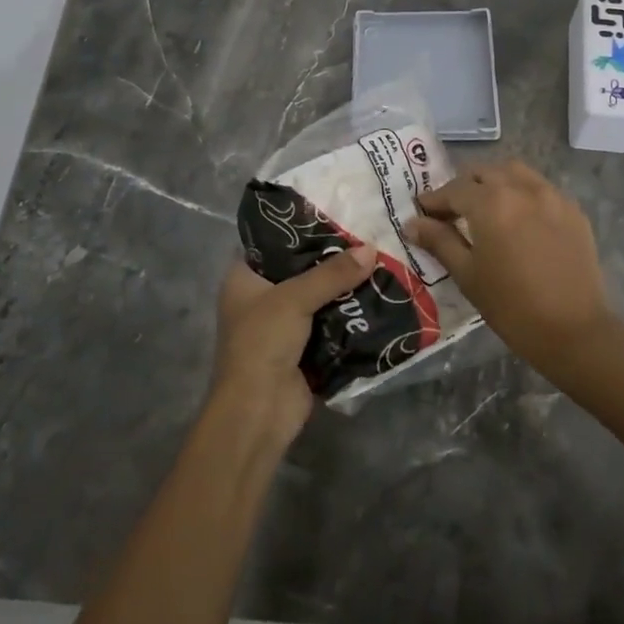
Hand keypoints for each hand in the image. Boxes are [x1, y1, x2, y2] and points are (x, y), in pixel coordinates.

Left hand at [211, 244, 377, 443]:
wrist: (258, 413)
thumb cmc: (262, 344)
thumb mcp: (294, 299)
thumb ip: (332, 273)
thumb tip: (372, 249)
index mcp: (244, 278)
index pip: (272, 241)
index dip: (300, 226)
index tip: (334, 211)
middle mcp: (261, 297)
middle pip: (301, 268)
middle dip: (332, 257)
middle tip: (367, 234)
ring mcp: (283, 325)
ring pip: (319, 296)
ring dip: (345, 286)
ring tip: (379, 259)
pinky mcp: (304, 349)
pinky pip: (331, 323)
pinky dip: (350, 314)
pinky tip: (378, 296)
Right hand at [404, 161, 614, 374]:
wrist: (574, 331)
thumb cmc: (511, 306)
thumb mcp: (467, 274)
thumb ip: (439, 241)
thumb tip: (412, 223)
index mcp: (491, 202)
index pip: (454, 190)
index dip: (434, 200)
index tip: (422, 212)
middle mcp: (521, 188)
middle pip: (483, 173)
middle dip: (463, 187)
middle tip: (452, 212)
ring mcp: (551, 195)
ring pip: (514, 172)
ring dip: (494, 182)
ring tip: (486, 207)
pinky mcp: (573, 209)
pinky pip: (540, 188)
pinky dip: (522, 193)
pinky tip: (519, 218)